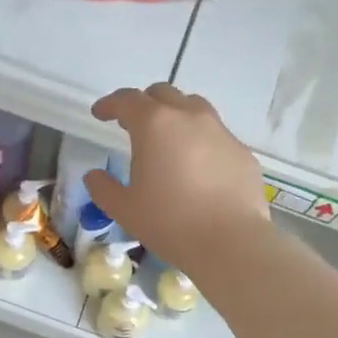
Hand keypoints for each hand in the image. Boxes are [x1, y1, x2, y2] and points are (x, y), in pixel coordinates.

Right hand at [84, 83, 268, 273]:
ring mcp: (221, 132)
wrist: (230, 242)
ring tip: (168, 140)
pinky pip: (216, 136)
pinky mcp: (242, 151)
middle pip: (163, 94)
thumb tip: (95, 176)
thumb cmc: (170, 222)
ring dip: (175, 116)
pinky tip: (198, 168)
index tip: (100, 114)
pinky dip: (201, 142)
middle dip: (144, 104)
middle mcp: (190, 117)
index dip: (110, 104)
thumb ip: (104, 188)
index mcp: (155, 125)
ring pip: (194, 108)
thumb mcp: (125, 209)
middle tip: (133, 124)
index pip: (127, 100)